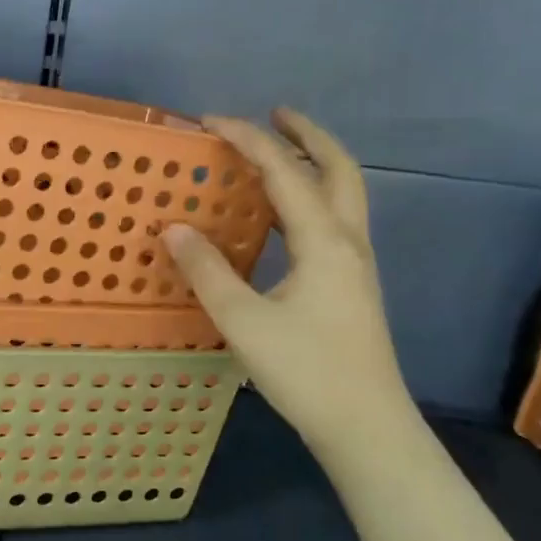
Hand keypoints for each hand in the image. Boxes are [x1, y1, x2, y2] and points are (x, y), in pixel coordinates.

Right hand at [161, 110, 413, 448]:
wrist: (367, 428)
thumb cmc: (306, 372)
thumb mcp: (243, 321)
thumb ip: (207, 271)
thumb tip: (173, 229)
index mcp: (324, 241)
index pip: (284, 172)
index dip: (247, 139)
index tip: (210, 121)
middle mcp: (347, 242)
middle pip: (338, 169)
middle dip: (307, 135)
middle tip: (274, 113)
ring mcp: (355, 264)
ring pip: (341, 194)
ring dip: (312, 163)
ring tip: (276, 153)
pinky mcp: (351, 285)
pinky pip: (332, 220)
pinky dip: (308, 197)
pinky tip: (280, 217)